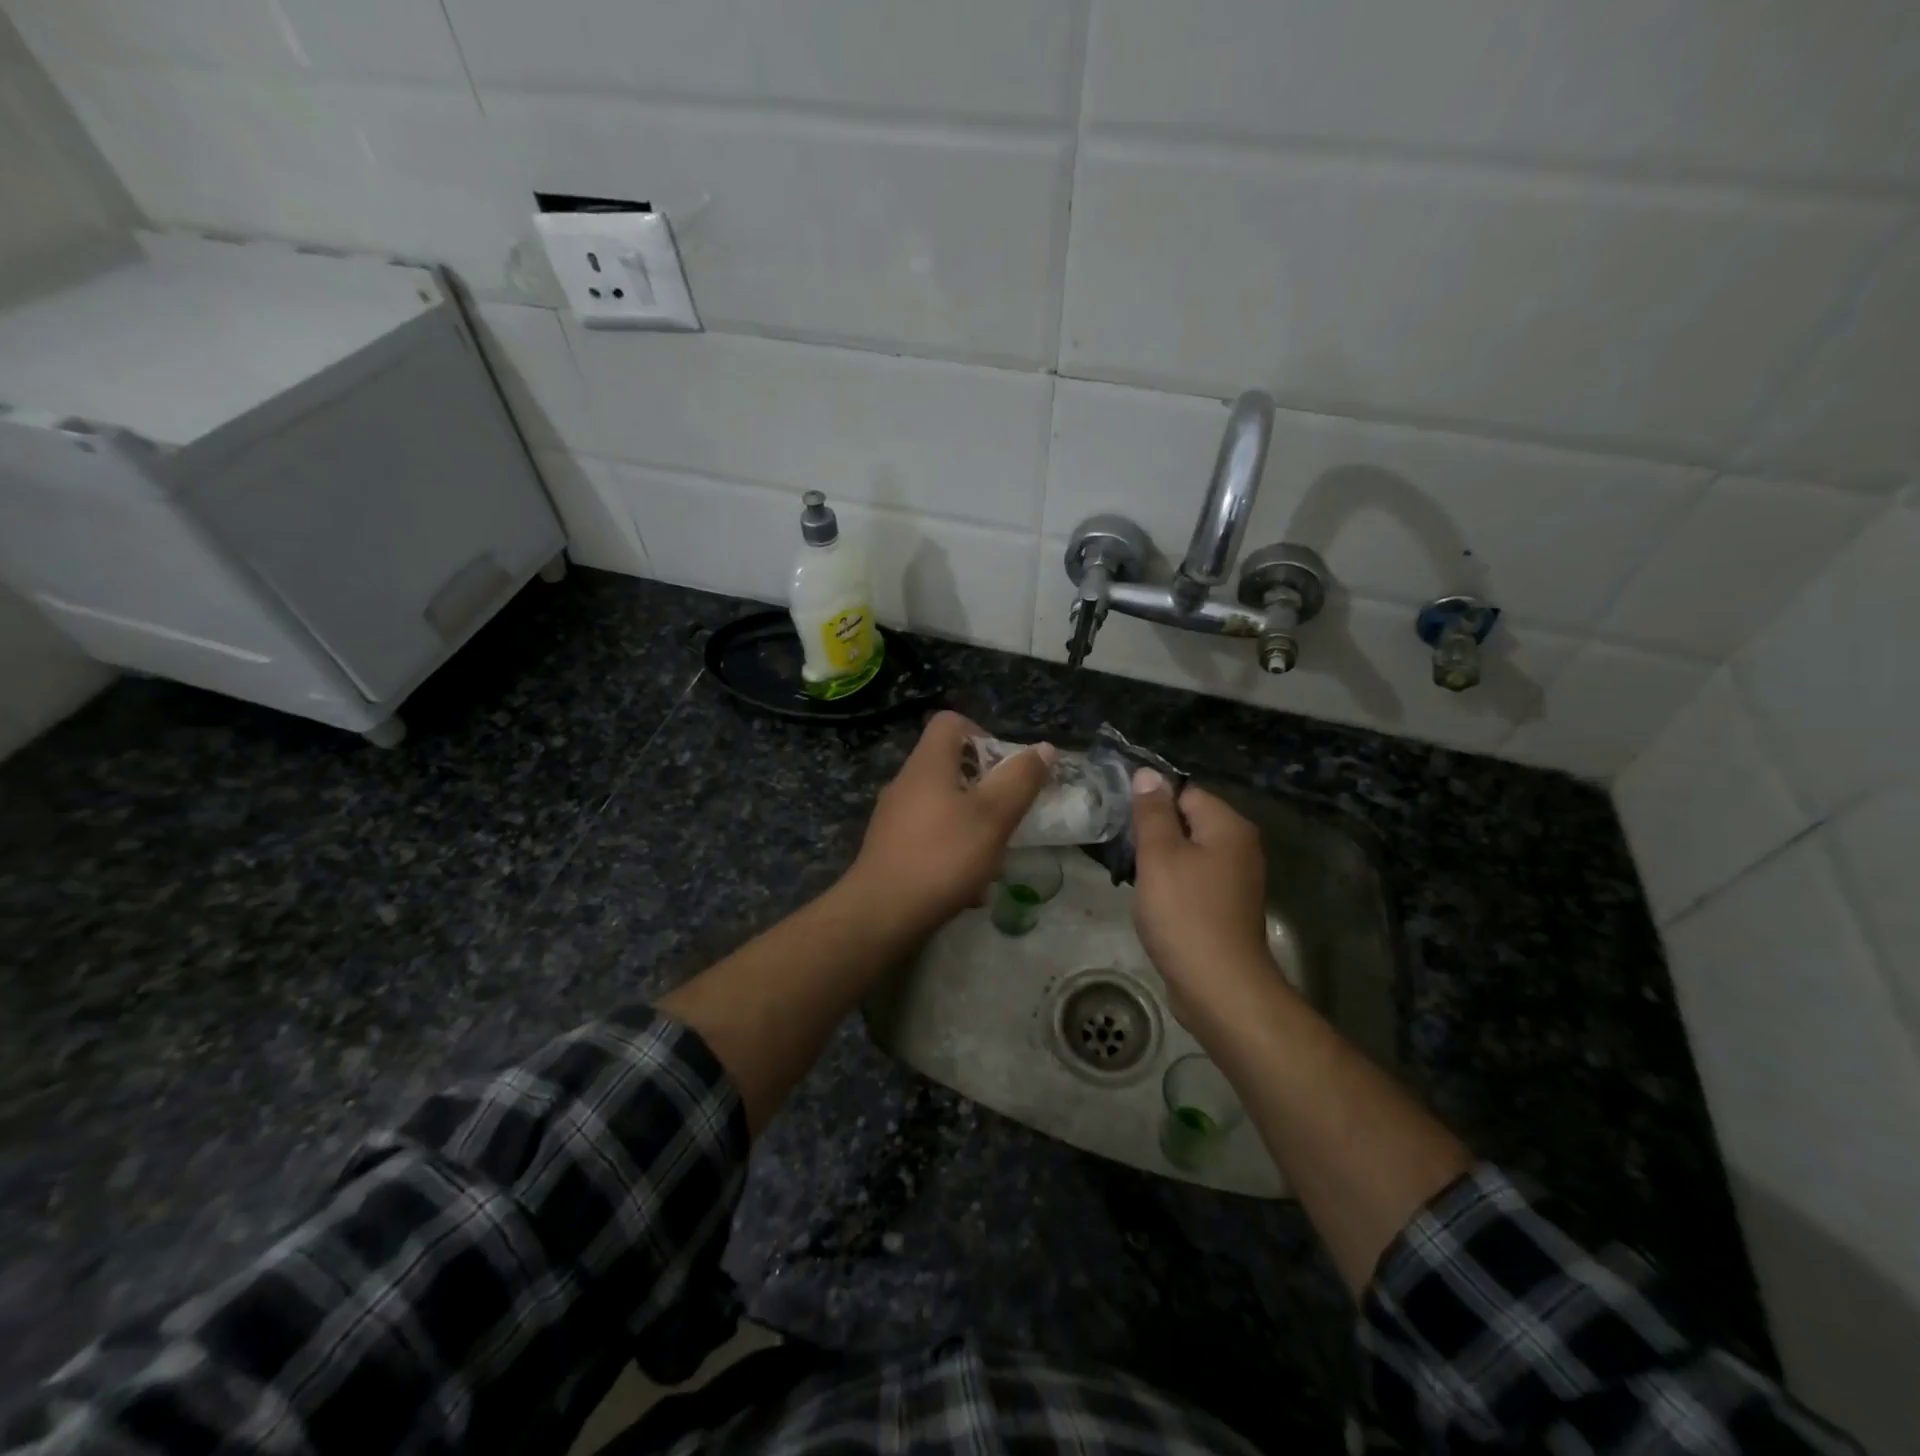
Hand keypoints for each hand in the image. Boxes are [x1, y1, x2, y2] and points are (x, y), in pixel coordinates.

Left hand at [846, 711, 1053, 935]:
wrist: (881, 913)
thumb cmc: (942, 856)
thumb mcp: (993, 816)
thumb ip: (1020, 780)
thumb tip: (1043, 748)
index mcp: (928, 764)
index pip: (950, 722)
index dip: (982, 733)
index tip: (1005, 766)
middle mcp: (906, 783)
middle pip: (949, 765)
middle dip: (984, 786)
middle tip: (1007, 813)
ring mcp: (893, 817)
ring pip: (942, 806)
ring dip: (972, 823)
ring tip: (993, 854)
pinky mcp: (890, 848)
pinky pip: (929, 837)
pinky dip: (952, 851)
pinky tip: (968, 886)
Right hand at [1129, 770, 1277, 1022]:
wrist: (1219, 987)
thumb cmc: (1185, 913)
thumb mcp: (1159, 855)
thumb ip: (1151, 812)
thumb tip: (1147, 773)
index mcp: (1228, 826)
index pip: (1184, 792)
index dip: (1151, 804)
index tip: (1122, 823)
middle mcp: (1240, 846)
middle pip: (1188, 822)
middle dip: (1154, 834)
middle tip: (1123, 851)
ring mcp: (1237, 880)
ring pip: (1189, 854)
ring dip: (1161, 862)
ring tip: (1133, 877)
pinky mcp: (1228, 907)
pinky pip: (1195, 881)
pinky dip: (1174, 886)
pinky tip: (1154, 903)